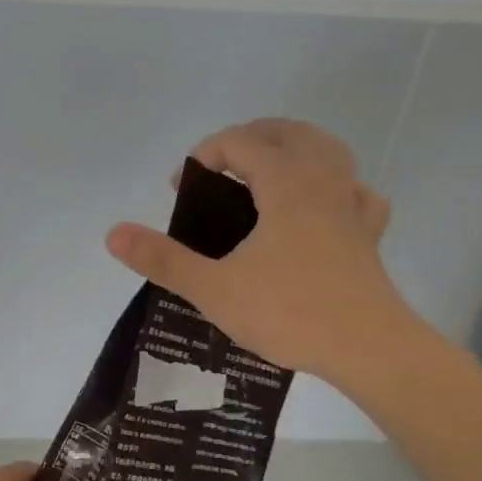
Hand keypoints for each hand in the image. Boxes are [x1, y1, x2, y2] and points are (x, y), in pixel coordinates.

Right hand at [106, 118, 414, 383]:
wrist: (368, 348)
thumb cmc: (290, 311)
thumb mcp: (215, 289)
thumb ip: (163, 259)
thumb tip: (113, 233)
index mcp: (285, 182)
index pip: (240, 142)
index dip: (204, 154)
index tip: (181, 187)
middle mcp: (322, 180)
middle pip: (287, 132)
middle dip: (248, 139)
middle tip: (219, 170)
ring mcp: (351, 205)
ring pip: (327, 150)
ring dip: (293, 150)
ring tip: (267, 174)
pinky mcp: (368, 234)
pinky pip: (355, 192)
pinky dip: (336, 187)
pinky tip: (324, 207)